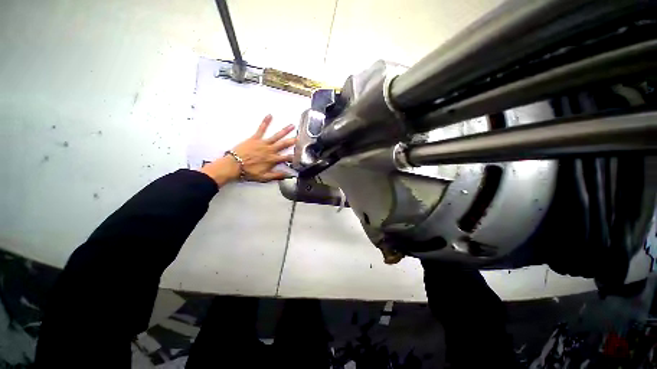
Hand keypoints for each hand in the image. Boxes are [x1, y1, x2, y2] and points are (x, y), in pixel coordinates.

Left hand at [200, 115, 295, 185]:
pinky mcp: (255, 138)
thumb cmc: (248, 172)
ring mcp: (263, 143)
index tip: (299, 155)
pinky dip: (265, 122)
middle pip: (284, 145)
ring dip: (284, 130)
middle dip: (292, 141)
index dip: (293, 157)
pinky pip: (261, 129)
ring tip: (291, 125)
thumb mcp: (264, 177)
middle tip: (299, 137)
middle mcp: (270, 150)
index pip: (286, 158)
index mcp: (273, 160)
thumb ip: (278, 175)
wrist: (234, 165)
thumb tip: (289, 175)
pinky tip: (270, 116)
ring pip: (276, 136)